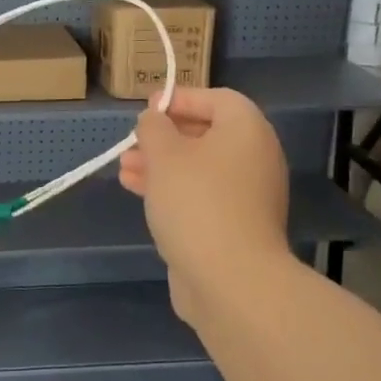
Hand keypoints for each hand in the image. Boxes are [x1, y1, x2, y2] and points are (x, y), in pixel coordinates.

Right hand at [118, 88, 290, 316]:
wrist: (231, 281)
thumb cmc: (196, 202)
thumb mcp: (164, 154)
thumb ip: (154, 127)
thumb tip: (155, 120)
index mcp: (247, 130)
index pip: (216, 99)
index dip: (180, 99)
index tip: (147, 109)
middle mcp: (255, 158)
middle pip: (206, 134)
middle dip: (164, 137)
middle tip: (132, 142)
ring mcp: (249, 195)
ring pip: (199, 168)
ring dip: (161, 165)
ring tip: (124, 169)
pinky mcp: (237, 227)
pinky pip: (202, 196)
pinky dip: (173, 190)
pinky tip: (139, 193)